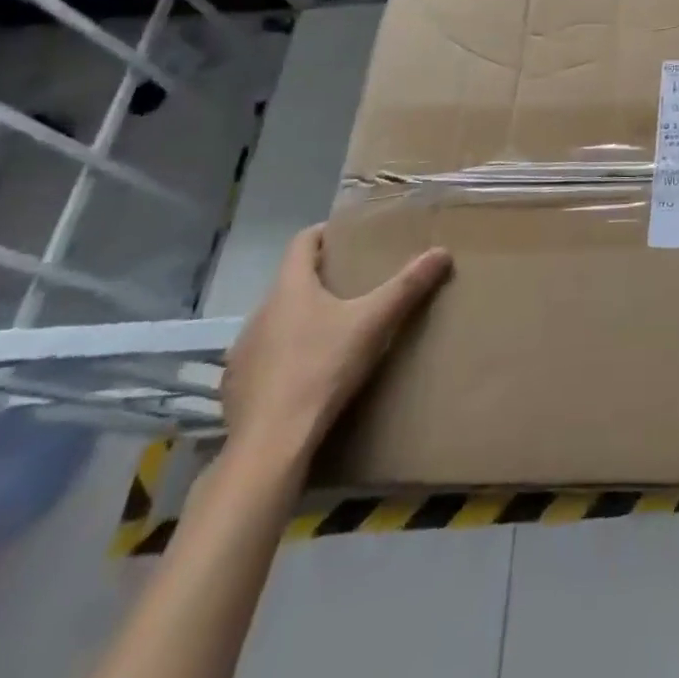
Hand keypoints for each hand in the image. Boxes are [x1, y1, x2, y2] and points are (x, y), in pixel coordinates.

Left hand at [219, 225, 451, 468]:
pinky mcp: (236, 387)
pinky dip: (285, 354)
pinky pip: (264, 356)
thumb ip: (408, 286)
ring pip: (276, 320)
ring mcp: (243, 352)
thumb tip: (442, 252)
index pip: (301, 243)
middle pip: (291, 282)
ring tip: (333, 328)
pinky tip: (307, 373)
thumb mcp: (375, 322)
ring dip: (301, 318)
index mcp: (290, 288)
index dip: (324, 233)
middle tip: (353, 283)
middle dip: (320, 279)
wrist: (271, 444)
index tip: (347, 236)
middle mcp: (260, 312)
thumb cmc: (323, 368)